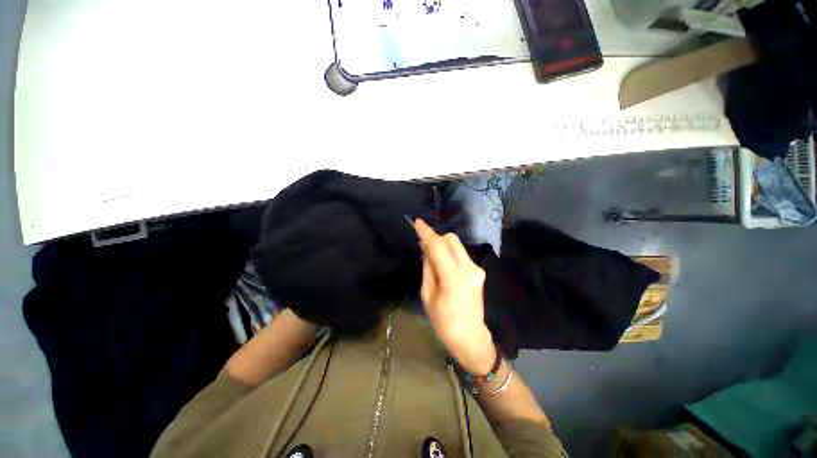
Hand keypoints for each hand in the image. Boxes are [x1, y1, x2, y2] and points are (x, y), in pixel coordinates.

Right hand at [414, 219, 495, 373]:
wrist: (470, 336)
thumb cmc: (443, 321)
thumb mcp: (428, 295)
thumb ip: (428, 268)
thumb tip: (426, 249)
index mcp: (454, 279)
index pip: (439, 248)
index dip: (427, 233)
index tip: (417, 222)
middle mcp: (469, 269)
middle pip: (452, 240)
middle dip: (436, 238)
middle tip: (424, 246)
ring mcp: (477, 270)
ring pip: (457, 245)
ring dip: (443, 245)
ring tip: (433, 257)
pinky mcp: (479, 271)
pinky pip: (461, 254)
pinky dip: (450, 253)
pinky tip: (443, 264)